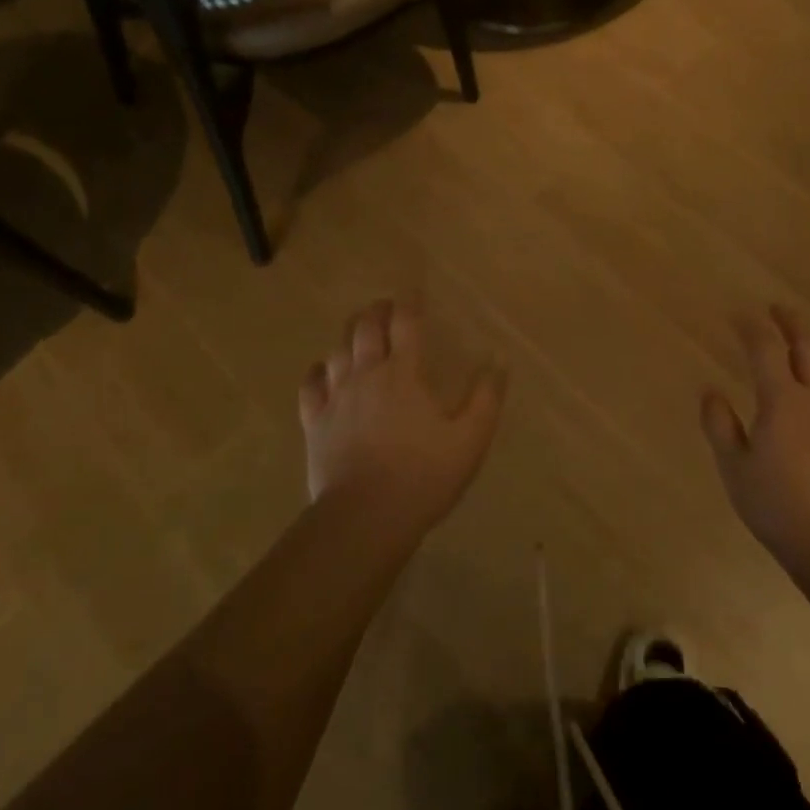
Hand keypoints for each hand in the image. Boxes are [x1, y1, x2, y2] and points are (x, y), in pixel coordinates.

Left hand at [299, 299, 507, 538]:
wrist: (366, 517)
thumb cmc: (424, 476)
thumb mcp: (470, 439)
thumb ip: (486, 397)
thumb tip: (498, 360)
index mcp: (404, 373)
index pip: (406, 323)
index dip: (410, 302)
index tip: (414, 292)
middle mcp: (366, 374)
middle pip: (365, 328)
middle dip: (376, 311)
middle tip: (386, 308)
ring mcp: (336, 397)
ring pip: (337, 350)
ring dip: (349, 336)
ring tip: (358, 334)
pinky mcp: (315, 422)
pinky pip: (310, 384)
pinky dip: (318, 370)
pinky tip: (323, 370)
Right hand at [701, 306, 809, 587]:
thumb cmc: (777, 505)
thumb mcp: (735, 467)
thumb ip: (721, 424)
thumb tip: (711, 391)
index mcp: (784, 400)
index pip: (766, 349)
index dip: (751, 327)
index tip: (737, 314)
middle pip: (807, 348)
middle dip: (791, 324)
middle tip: (777, 309)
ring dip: (808, 347)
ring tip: (794, 342)